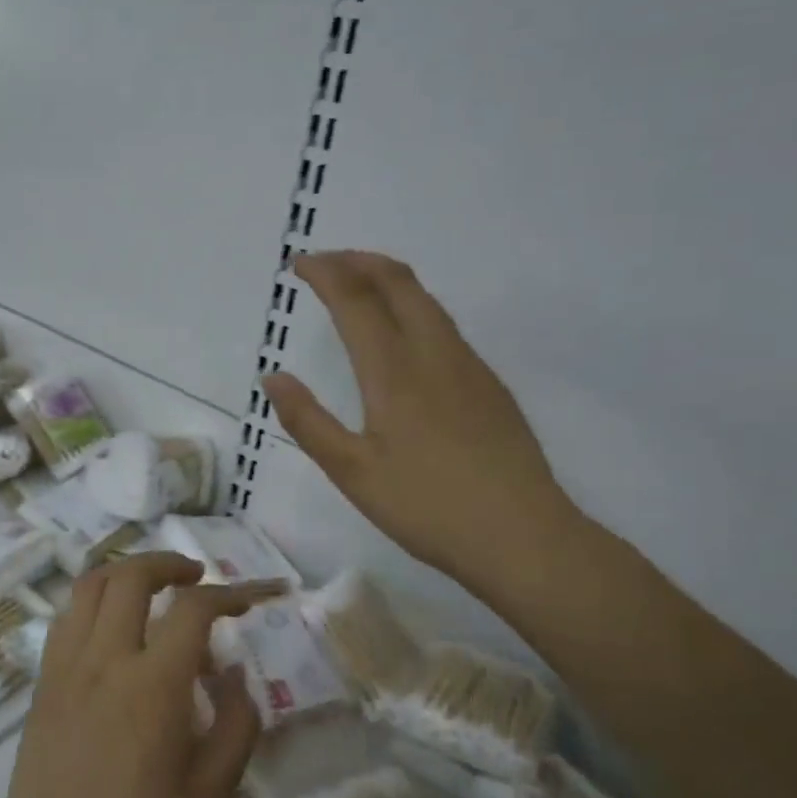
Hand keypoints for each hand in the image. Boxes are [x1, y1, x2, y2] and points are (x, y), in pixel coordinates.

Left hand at [0, 553, 264, 797]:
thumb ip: (235, 727)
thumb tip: (237, 674)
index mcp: (152, 686)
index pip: (193, 610)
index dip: (228, 594)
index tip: (249, 600)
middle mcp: (104, 660)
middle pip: (131, 577)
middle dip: (169, 563)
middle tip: (196, 577)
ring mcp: (64, 667)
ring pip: (89, 586)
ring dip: (125, 572)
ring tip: (152, 589)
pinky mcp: (41, 683)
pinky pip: (65, 618)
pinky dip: (93, 601)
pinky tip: (111, 627)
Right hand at [262, 251, 579, 593]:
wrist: (524, 537)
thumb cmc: (427, 507)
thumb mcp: (352, 472)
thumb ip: (308, 421)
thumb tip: (272, 377)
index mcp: (394, 372)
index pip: (355, 301)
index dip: (325, 273)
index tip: (298, 264)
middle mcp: (435, 354)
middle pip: (398, 282)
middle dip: (358, 260)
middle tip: (324, 263)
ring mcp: (469, 366)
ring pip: (426, 300)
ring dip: (387, 280)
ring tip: (356, 286)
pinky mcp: (489, 385)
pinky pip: (444, 325)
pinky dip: (411, 306)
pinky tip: (401, 334)